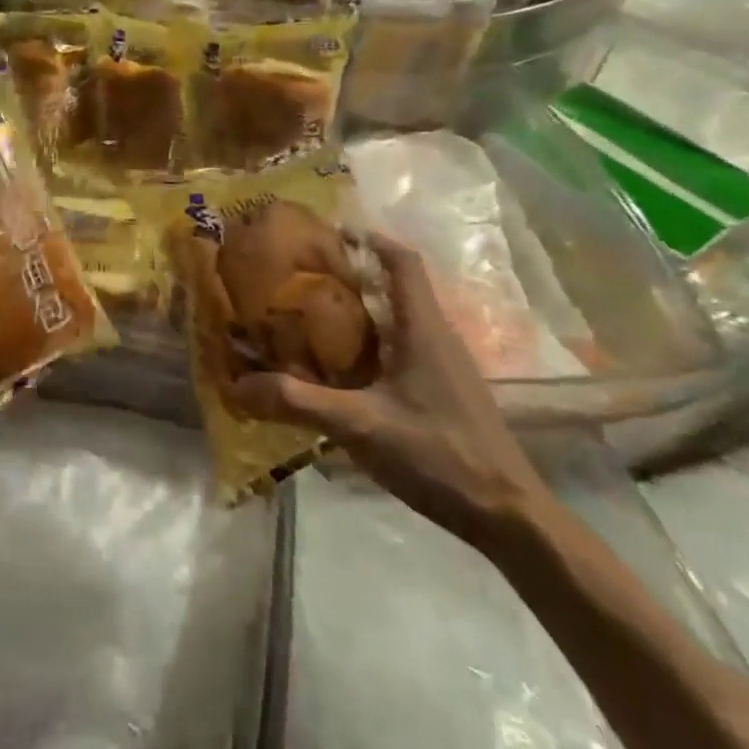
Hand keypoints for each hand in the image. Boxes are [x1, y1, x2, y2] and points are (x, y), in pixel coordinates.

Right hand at [225, 234, 547, 547]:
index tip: (329, 232)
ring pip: (398, 320)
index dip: (369, 238)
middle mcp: (437, 338)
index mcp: (423, 329)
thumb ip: (298, 402)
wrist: (508, 517)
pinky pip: (402, 349)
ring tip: (311, 316)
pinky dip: (370, 343)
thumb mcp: (359, 425)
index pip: (402, 262)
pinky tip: (341, 368)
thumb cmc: (439, 454)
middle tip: (303, 275)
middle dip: (352, 274)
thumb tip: (239, 385)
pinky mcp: (444, 392)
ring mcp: (445, 367)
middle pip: (396, 286)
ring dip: (360, 310)